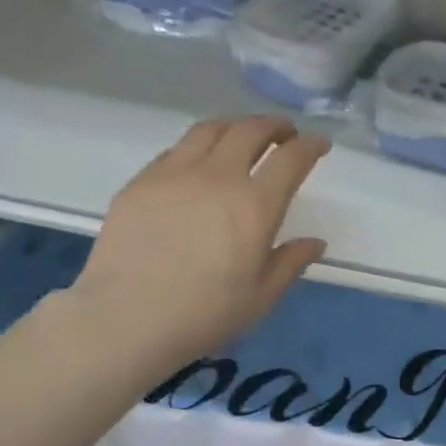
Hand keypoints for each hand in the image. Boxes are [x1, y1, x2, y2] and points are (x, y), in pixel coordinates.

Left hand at [69, 115, 330, 366]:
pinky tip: (198, 162)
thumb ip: (290, 263)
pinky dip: (198, 146)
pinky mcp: (141, 182)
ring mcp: (174, 174)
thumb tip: (315, 243)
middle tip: (284, 133)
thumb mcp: (260, 297)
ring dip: (235, 125)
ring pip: (209, 130)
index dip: (310, 145)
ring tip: (243, 135)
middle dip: (274, 125)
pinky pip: (176, 150)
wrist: (126, 319)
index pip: (291, 159)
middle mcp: (217, 176)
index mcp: (254, 205)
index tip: (319, 143)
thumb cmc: (204, 315)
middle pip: (250, 131)